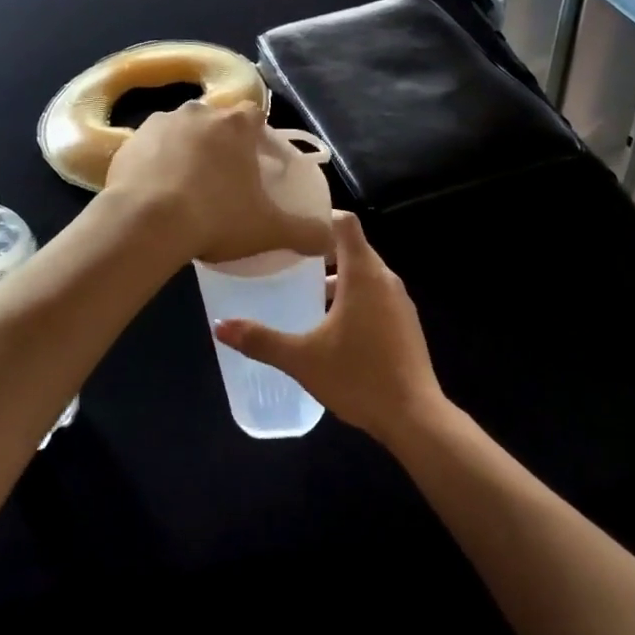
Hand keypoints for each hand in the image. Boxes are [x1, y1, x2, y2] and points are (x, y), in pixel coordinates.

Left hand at [104, 100, 331, 265]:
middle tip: (223, 181)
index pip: (254, 116)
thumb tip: (331, 239)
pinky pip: (148, 150)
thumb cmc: (217, 217)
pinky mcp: (128, 143)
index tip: (256, 162)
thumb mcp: (268, 229)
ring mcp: (159, 124)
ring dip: (185, 152)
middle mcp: (198, 113)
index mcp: (235, 124)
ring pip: (180, 133)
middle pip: (216, 122)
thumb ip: (305, 232)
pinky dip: (154, 166)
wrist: (147, 223)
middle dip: (220, 144)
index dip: (257, 137)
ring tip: (186, 190)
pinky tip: (156, 196)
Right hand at [213, 211, 445, 445]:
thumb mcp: (302, 359)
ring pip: (365, 273)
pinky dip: (354, 296)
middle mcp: (385, 279)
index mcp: (363, 274)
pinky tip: (332, 325)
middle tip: (288, 257)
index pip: (346, 223)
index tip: (293, 224)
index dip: (321, 216)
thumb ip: (261, 340)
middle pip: (353, 247)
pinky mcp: (406, 324)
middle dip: (322, 249)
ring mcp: (399, 302)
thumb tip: (220, 326)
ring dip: (338, 276)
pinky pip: (376, 295)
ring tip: (305, 291)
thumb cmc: (358, 377)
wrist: (415, 417)